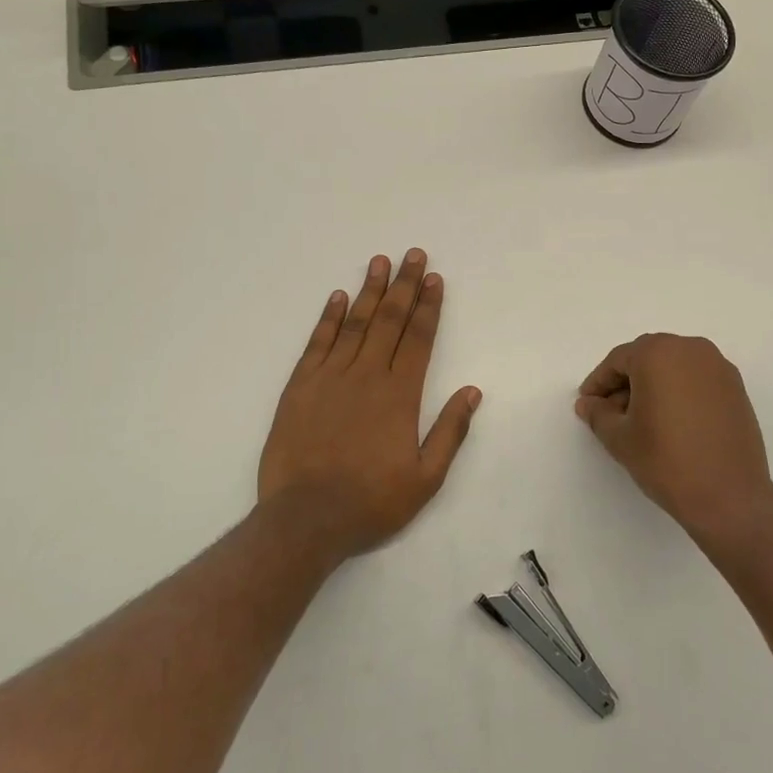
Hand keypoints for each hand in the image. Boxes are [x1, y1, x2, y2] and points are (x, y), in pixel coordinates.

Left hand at [258, 250, 480, 562]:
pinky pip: (317, 342)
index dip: (429, 306)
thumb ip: (450, 431)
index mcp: (400, 394)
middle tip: (413, 254)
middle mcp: (367, 375)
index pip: (419, 338)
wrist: (305, 518)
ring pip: (354, 323)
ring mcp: (330, 377)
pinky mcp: (300, 386)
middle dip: (404, 285)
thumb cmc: (371, 501)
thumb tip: (472, 391)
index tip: (435, 278)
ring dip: (370, 290)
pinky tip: (337, 296)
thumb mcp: (426, 478)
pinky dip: (328, 317)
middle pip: (390, 320)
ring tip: (379, 261)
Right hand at [575, 333, 772, 546]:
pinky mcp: (736, 388)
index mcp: (658, 353)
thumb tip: (588, 404)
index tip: (587, 404)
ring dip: (653, 385)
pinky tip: (671, 421)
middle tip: (611, 412)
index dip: (599, 383)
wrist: (730, 497)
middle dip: (626, 382)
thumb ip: (598, 414)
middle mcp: (690, 349)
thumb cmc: (666, 461)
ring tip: (641, 420)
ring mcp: (718, 367)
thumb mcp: (620, 438)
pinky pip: (696, 379)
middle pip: (647, 357)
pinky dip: (678, 391)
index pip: (618, 360)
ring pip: (674, 366)